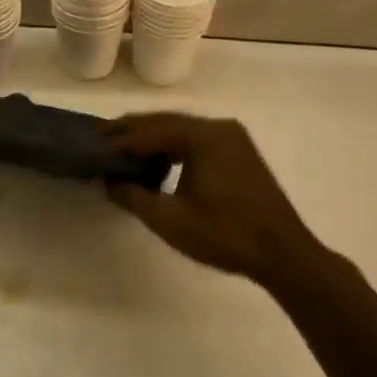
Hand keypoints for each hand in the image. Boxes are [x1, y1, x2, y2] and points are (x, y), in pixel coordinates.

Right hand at [103, 113, 316, 281]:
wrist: (284, 255)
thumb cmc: (226, 235)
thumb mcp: (170, 220)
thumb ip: (133, 196)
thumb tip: (106, 181)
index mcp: (203, 136)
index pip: (150, 131)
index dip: (119, 140)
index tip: (92, 146)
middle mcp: (218, 127)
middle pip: (165, 121)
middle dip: (132, 131)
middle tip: (101, 139)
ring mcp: (232, 138)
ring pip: (181, 128)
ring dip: (151, 137)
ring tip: (123, 149)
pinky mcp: (239, 152)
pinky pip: (196, 138)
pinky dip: (172, 145)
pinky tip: (157, 161)